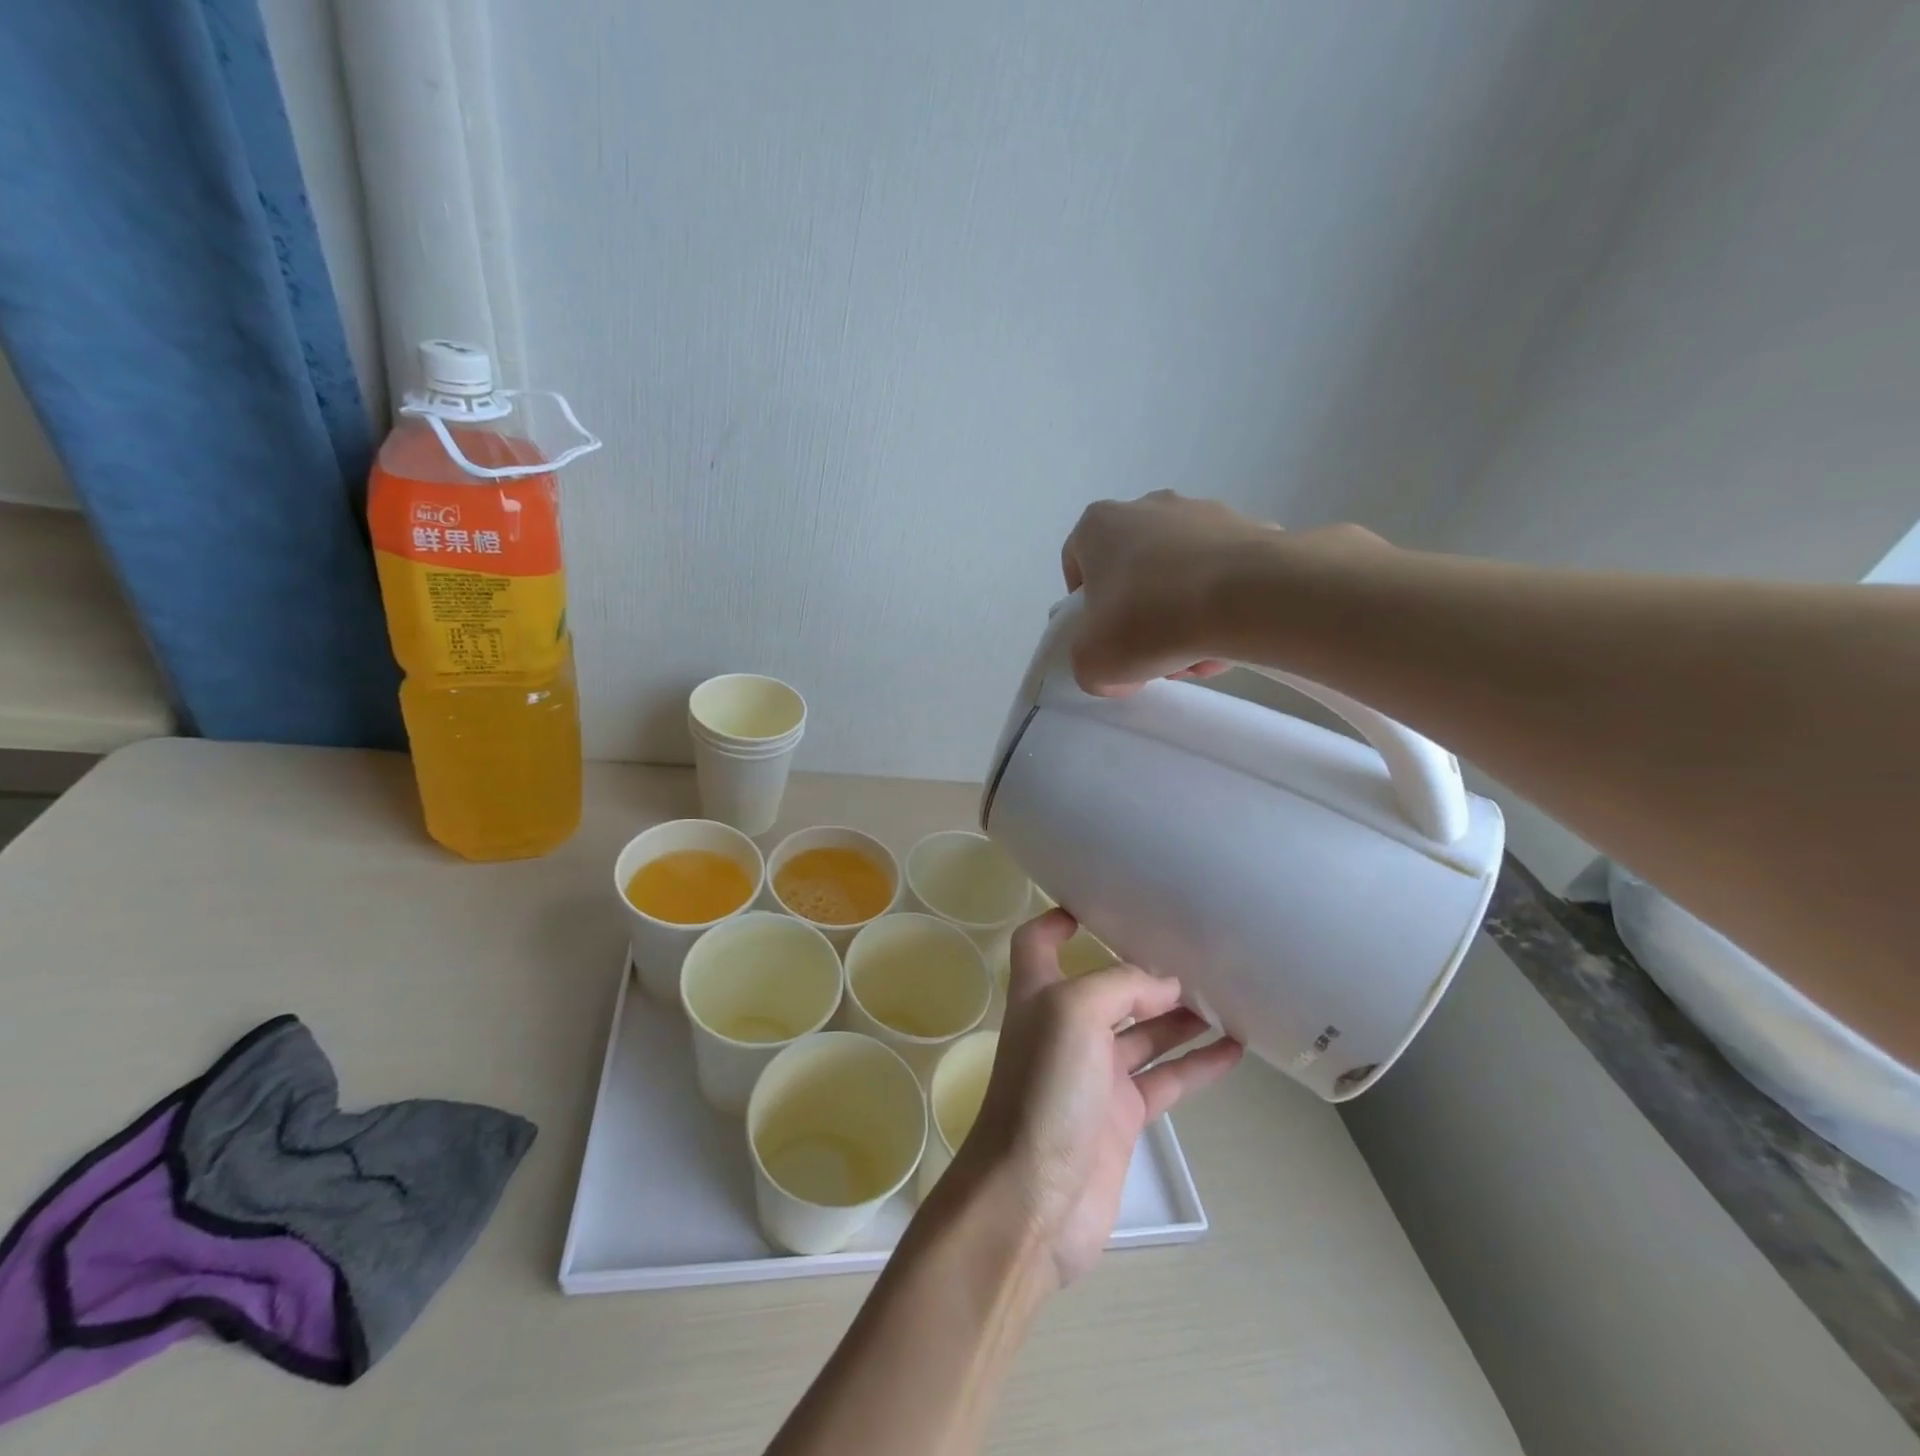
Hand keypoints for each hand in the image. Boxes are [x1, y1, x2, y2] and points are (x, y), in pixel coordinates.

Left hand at [951, 910, 1241, 1287]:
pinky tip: (1234, 1050)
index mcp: (1041, 995)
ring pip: (1145, 1033)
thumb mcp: (1075, 1013)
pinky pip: (1166, 1079)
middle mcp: (1066, 1028)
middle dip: (1145, 969)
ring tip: (1230, 994)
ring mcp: (1095, 1075)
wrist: (1034, 1200)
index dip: (1059, 918)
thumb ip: (1121, 987)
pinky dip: (1196, 1064)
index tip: (1099, 902)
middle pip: (1108, 986)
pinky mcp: (1121, 1117)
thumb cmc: (1045, 1090)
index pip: (1038, 941)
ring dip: (1182, 1015)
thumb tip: (1167, 984)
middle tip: (1197, 950)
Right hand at [1060, 491, 1384, 694]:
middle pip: (1133, 572)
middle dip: (1139, 617)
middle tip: (1152, 655)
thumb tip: (1120, 670)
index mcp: (1100, 525)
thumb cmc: (1150, 620)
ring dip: (1182, 616)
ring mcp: (1205, 513)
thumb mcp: (1092, 664)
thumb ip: (1089, 666)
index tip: (1102, 638)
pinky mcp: (1252, 530)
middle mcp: (1150, 506)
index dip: (1084, 607)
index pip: (1078, 562)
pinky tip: (1230, 641)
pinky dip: (1223, 606)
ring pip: (1180, 575)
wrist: (1250, 597)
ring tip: (1198, 656)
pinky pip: (1225, 575)